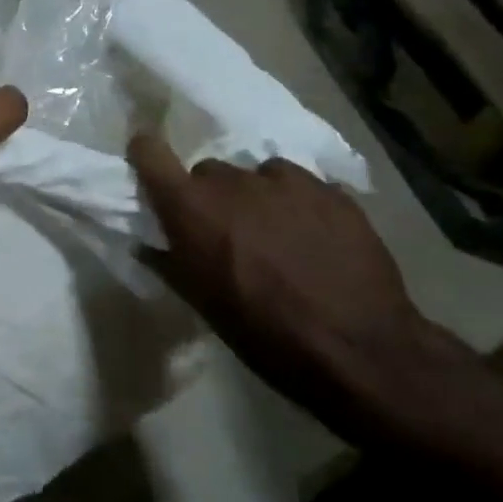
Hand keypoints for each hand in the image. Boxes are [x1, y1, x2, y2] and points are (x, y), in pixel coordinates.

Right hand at [129, 132, 436, 430]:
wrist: (356, 347)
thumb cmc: (260, 330)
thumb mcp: (199, 301)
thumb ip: (168, 261)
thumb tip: (147, 244)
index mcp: (191, 207)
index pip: (151, 154)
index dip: (146, 154)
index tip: (147, 162)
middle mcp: (234, 182)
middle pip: (207, 171)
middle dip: (209, 195)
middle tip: (223, 230)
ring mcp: (288, 182)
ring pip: (257, 174)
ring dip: (255, 196)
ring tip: (275, 232)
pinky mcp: (333, 191)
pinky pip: (301, 185)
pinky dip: (297, 203)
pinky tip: (313, 237)